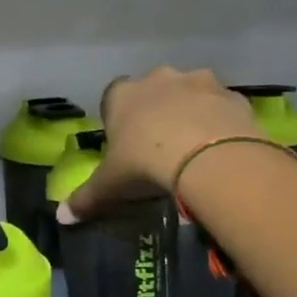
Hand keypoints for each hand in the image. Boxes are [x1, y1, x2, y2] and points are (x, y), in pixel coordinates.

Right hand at [58, 66, 269, 223]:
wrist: (209, 157)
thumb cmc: (145, 163)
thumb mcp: (109, 186)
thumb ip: (84, 198)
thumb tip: (62, 217)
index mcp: (122, 94)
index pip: (112, 97)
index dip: (117, 118)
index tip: (123, 142)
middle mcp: (159, 78)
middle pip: (153, 90)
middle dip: (155, 111)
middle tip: (158, 145)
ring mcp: (199, 82)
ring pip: (190, 93)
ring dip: (189, 112)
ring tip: (192, 147)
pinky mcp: (233, 95)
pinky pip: (221, 107)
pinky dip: (219, 122)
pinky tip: (218, 148)